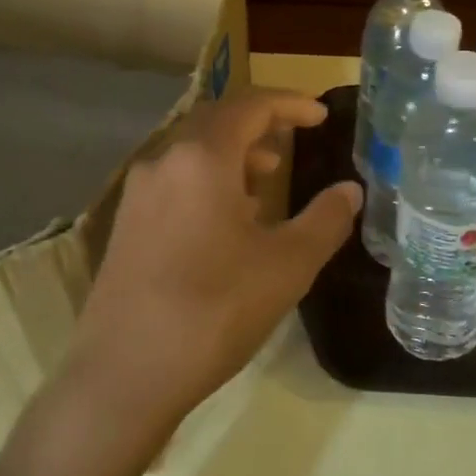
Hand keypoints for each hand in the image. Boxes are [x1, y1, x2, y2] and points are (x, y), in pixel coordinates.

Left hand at [64, 89, 360, 438]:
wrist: (125, 372)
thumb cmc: (215, 310)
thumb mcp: (286, 266)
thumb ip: (325, 220)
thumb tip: (350, 191)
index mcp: (202, 158)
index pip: (250, 106)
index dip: (289, 103)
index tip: (319, 115)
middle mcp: (163, 161)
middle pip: (216, 120)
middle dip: (259, 124)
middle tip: (293, 141)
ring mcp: (138, 192)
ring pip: (191, 150)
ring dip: (232, 153)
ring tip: (265, 181)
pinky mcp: (125, 223)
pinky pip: (173, 179)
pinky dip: (207, 179)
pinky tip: (226, 219)